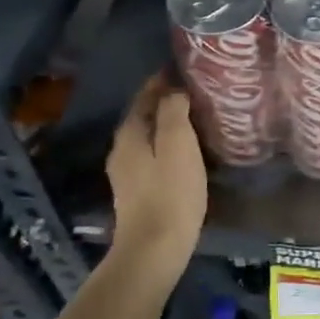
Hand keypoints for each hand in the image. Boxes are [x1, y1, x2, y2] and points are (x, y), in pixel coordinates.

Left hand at [107, 73, 206, 271]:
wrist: (154, 250)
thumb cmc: (171, 193)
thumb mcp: (178, 145)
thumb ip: (173, 112)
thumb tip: (174, 90)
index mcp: (130, 134)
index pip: (145, 96)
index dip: (163, 80)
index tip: (186, 69)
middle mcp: (122, 149)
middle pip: (144, 115)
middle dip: (166, 101)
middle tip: (197, 91)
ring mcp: (127, 173)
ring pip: (148, 136)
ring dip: (168, 124)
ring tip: (196, 118)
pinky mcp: (137, 192)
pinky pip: (153, 155)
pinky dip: (168, 144)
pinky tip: (187, 150)